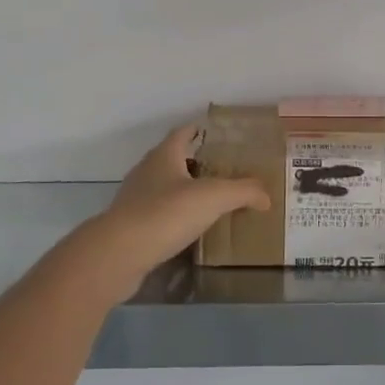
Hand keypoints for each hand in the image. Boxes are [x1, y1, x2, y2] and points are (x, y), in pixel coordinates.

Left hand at [97, 124, 270, 276]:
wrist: (119, 254)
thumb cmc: (166, 214)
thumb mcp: (214, 197)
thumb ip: (244, 192)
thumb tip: (266, 196)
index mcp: (164, 155)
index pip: (183, 133)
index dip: (199, 131)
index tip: (218, 135)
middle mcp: (147, 171)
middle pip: (174, 160)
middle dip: (197, 163)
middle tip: (225, 171)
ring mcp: (135, 199)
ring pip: (165, 188)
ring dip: (185, 191)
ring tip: (212, 202)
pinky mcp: (131, 226)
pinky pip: (158, 215)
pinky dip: (175, 217)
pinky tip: (191, 229)